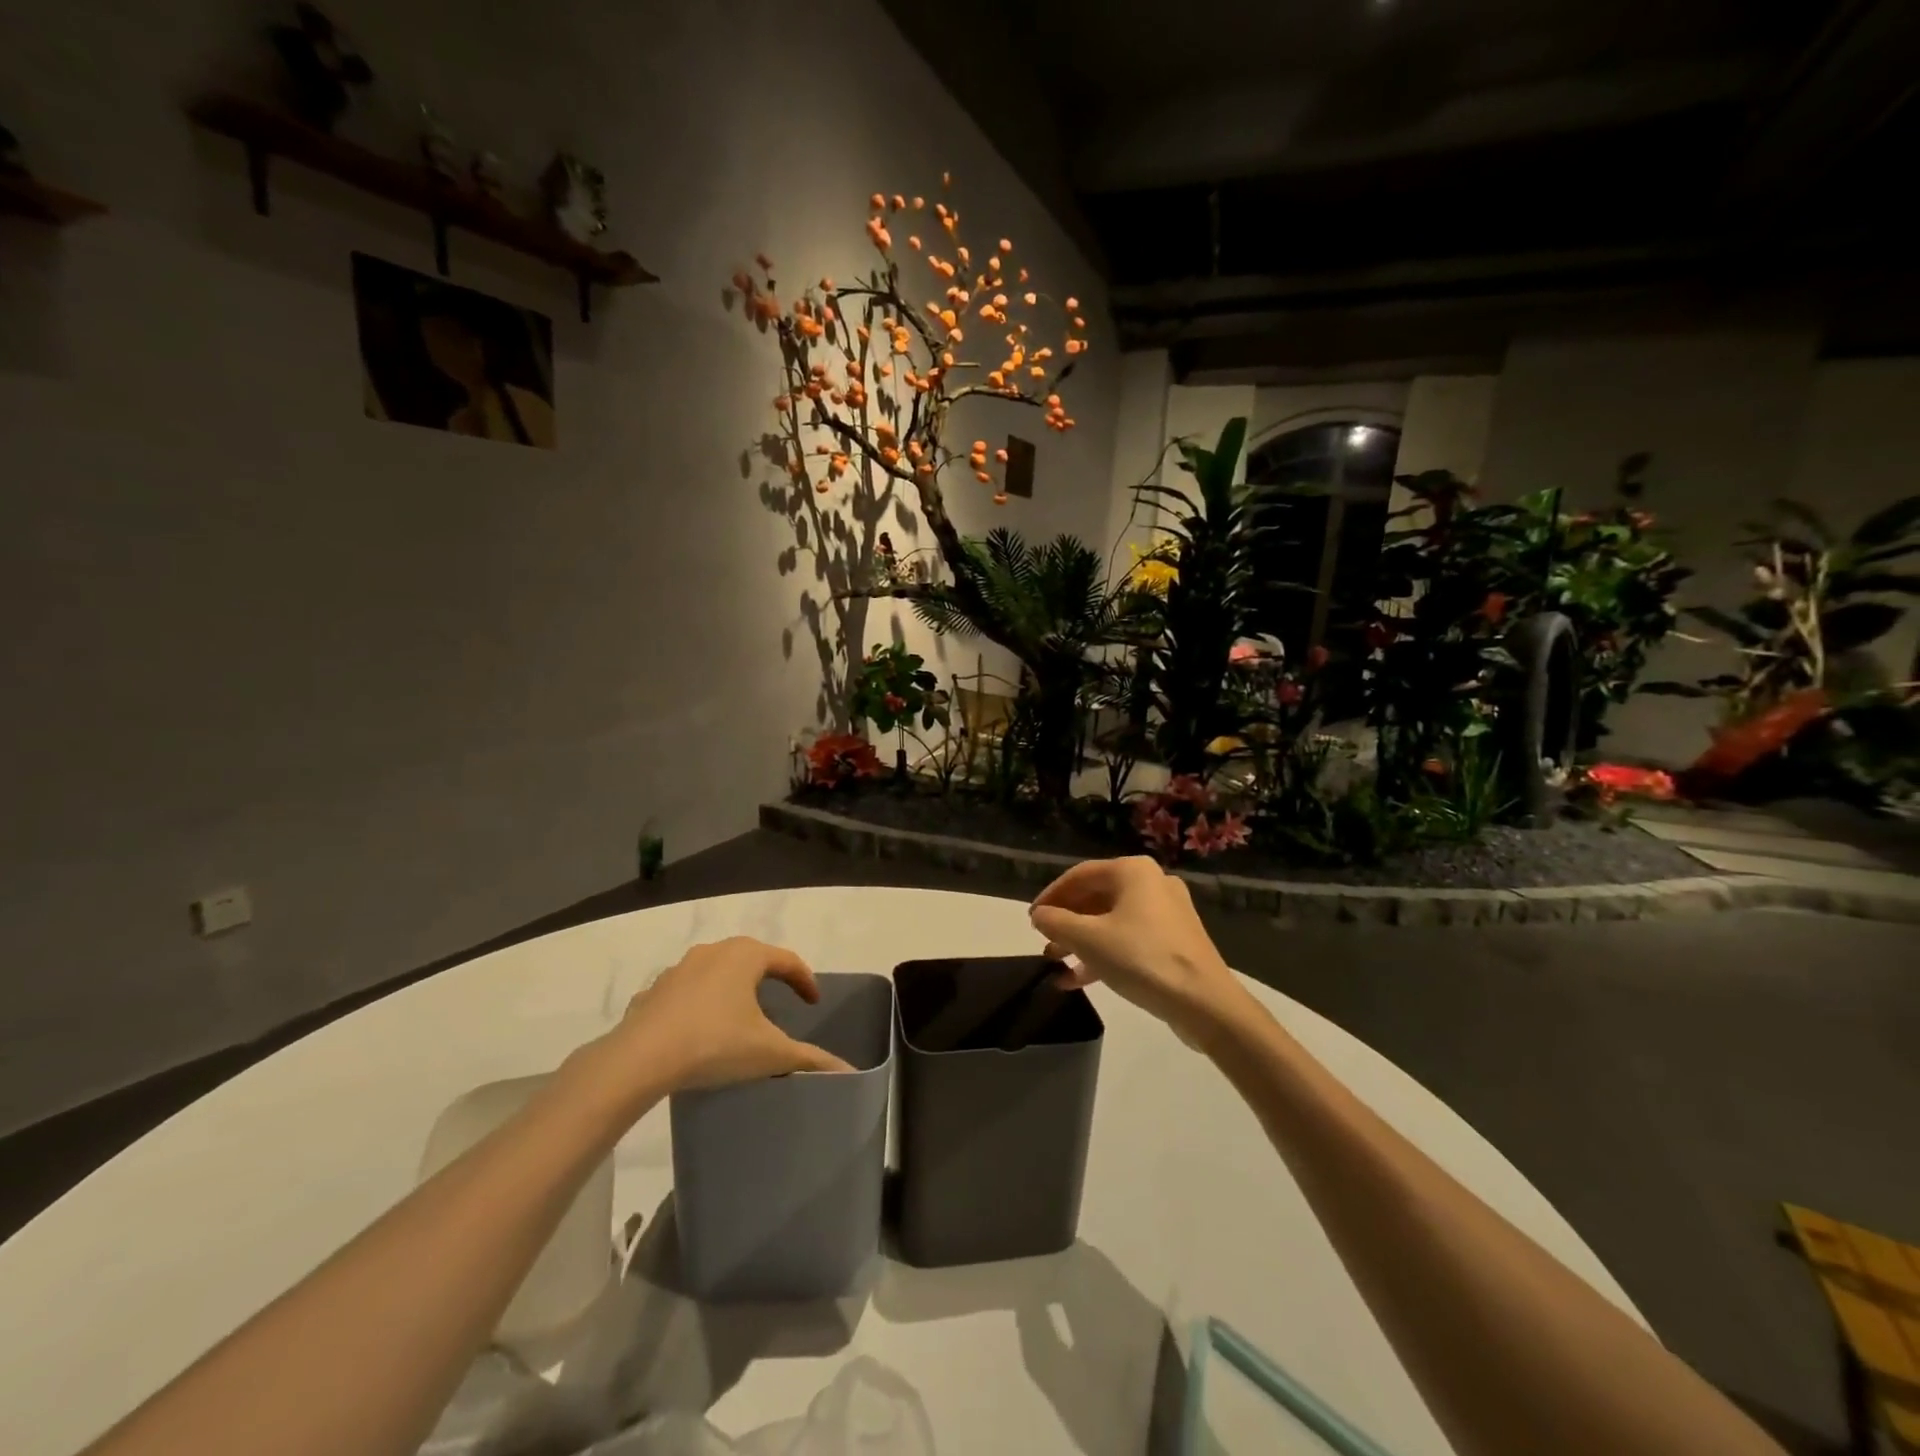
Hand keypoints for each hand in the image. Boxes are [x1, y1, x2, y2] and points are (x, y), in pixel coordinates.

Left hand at [612, 937, 854, 1092]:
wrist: (640, 1059)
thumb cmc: (714, 1043)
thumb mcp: (769, 1053)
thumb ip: (809, 1059)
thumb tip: (847, 1070)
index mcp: (746, 956)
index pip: (787, 960)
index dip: (805, 981)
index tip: (813, 1003)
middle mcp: (713, 952)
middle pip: (751, 958)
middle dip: (768, 978)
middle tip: (780, 1002)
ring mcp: (678, 969)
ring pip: (715, 972)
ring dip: (731, 988)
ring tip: (738, 1017)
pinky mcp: (652, 992)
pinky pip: (685, 992)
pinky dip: (698, 1005)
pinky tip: (697, 1030)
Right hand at [1030, 857, 1251, 1049]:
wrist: (1205, 1003)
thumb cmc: (1142, 959)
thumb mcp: (1088, 940)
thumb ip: (1056, 922)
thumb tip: (1039, 915)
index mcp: (1133, 871)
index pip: (1079, 875)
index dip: (1050, 896)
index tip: (1031, 919)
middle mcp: (1152, 883)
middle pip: (1096, 897)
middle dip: (1066, 921)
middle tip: (1043, 941)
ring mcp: (1167, 913)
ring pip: (1112, 921)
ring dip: (1081, 941)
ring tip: (1055, 963)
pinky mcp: (1175, 941)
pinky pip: (1129, 939)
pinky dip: (1104, 954)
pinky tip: (1079, 979)